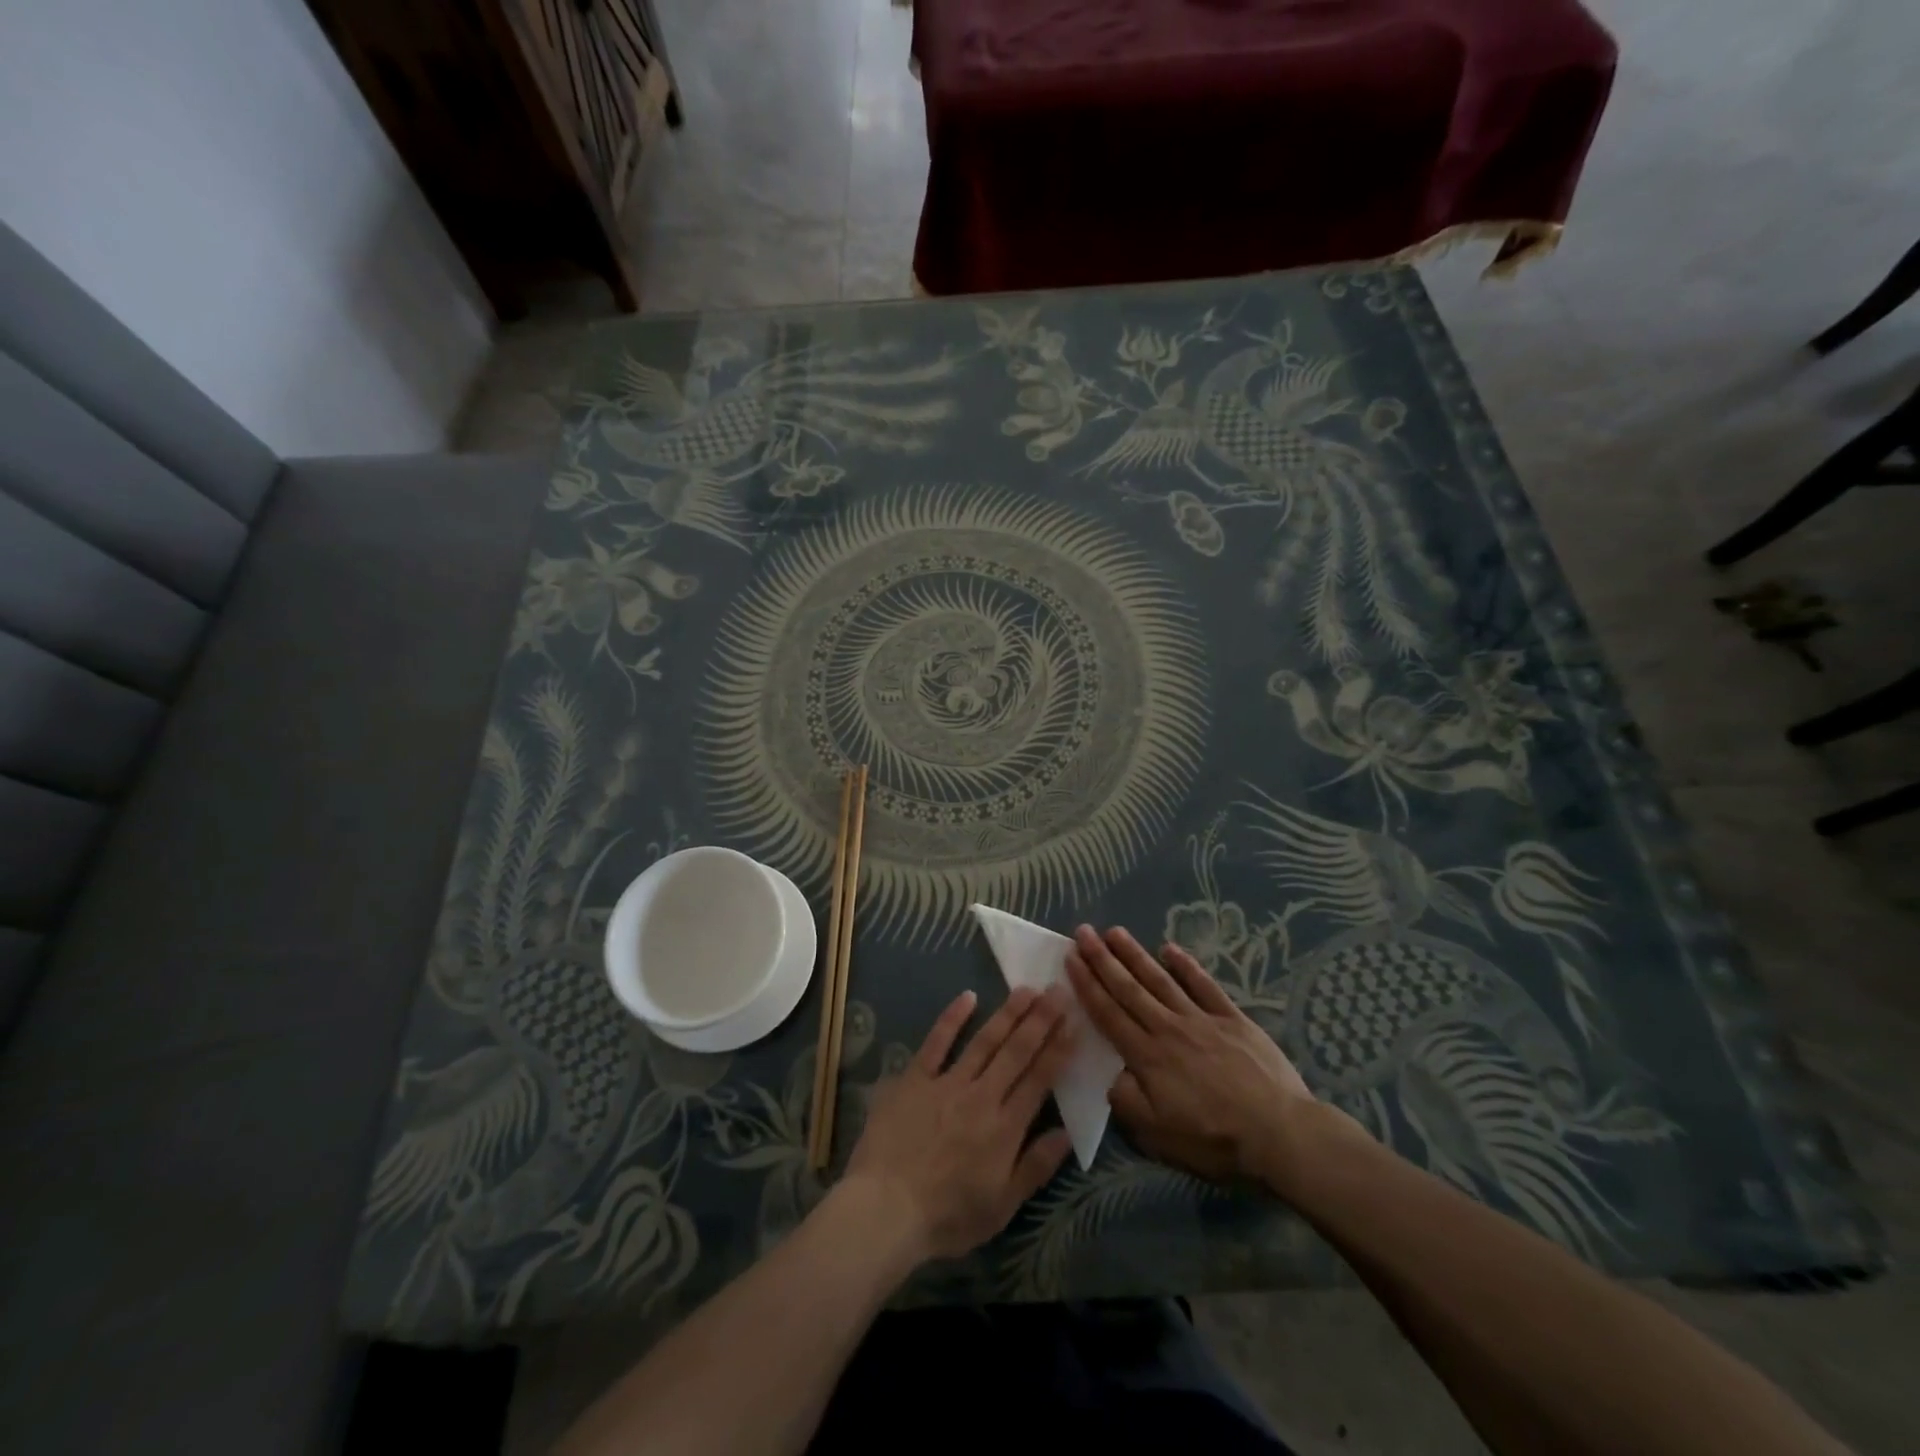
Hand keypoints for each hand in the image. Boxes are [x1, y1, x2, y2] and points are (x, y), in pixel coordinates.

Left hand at [844, 986, 1076, 1262]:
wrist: (885, 1209)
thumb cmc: (947, 1216)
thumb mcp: (1001, 1206)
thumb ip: (1036, 1166)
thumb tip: (1068, 1133)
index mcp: (1005, 1128)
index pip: (1039, 1079)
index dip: (1059, 1048)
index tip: (1074, 1020)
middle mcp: (981, 1096)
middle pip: (1017, 1051)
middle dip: (1040, 1019)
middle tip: (1058, 990)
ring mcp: (947, 1083)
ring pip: (984, 1041)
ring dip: (1008, 1013)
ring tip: (1027, 989)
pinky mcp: (915, 1078)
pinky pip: (936, 1042)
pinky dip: (952, 1018)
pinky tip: (968, 996)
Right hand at [1066, 925, 1321, 1186]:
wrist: (1281, 1134)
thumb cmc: (1215, 1140)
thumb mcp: (1158, 1136)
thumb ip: (1127, 1102)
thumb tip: (1108, 1075)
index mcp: (1147, 1056)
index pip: (1108, 1014)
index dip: (1087, 985)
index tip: (1069, 958)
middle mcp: (1168, 1028)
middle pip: (1129, 989)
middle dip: (1102, 959)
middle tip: (1083, 932)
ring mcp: (1202, 1020)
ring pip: (1160, 980)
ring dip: (1135, 955)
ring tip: (1114, 931)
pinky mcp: (1233, 1019)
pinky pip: (1205, 986)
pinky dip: (1187, 966)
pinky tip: (1171, 949)